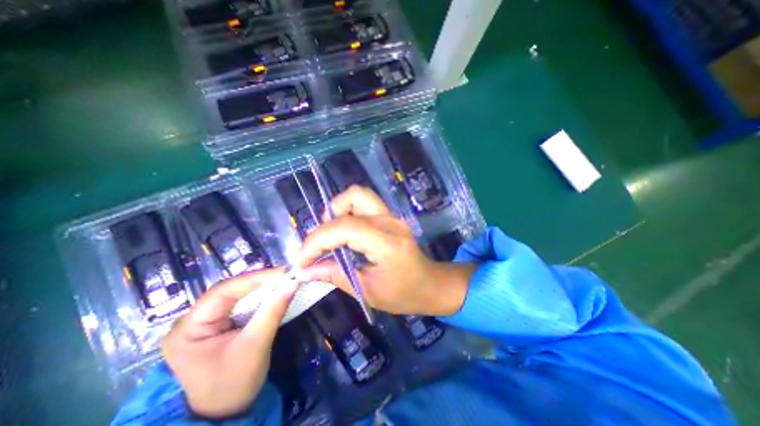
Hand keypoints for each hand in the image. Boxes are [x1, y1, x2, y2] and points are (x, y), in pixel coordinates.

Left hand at [164, 270, 296, 418]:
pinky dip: (261, 296)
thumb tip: (293, 283)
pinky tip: (275, 291)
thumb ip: (273, 311)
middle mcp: (193, 319)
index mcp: (188, 328)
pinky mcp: (221, 322)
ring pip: (238, 294)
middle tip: (287, 274)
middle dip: (260, 281)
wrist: (227, 413)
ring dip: (263, 287)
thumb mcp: (255, 346)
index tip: (283, 272)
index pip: (223, 292)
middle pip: (230, 290)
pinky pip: (242, 302)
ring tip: (285, 280)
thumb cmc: (234, 384)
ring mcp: (206, 320)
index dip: (255, 278)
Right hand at [296, 184, 473, 317]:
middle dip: (325, 222)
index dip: (316, 241)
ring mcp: (392, 216)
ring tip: (330, 236)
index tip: (301, 260)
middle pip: (352, 199)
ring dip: (337, 211)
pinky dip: (347, 212)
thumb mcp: (368, 291)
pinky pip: (364, 204)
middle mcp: (390, 222)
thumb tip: (305, 270)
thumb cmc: (405, 294)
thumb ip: (336, 276)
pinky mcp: (390, 216)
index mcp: (388, 243)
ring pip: (358, 195)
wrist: (432, 284)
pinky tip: (343, 233)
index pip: (345, 228)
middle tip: (317, 247)